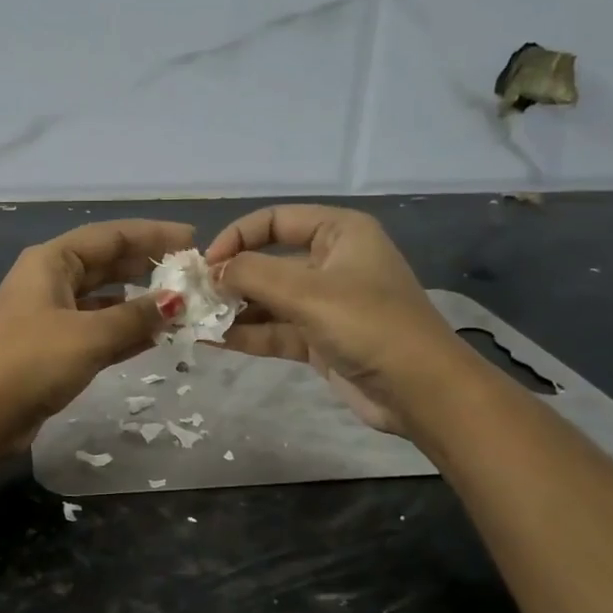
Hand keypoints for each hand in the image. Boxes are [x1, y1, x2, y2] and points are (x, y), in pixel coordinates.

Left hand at [0, 219, 193, 453]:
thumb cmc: (32, 361)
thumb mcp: (89, 335)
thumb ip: (135, 316)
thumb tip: (175, 302)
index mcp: (52, 261)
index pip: (110, 236)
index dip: (152, 235)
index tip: (192, 240)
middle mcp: (50, 281)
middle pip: (107, 264)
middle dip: (148, 267)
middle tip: (191, 274)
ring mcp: (50, 316)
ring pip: (104, 300)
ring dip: (139, 303)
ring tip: (181, 306)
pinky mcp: (53, 349)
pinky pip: (97, 330)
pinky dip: (124, 331)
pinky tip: (156, 337)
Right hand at [205, 205, 457, 434]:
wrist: (421, 392)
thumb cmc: (369, 325)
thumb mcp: (307, 292)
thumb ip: (252, 275)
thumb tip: (209, 271)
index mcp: (340, 233)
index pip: (276, 220)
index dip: (238, 236)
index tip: (207, 262)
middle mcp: (331, 262)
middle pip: (268, 261)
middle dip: (230, 277)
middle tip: (191, 295)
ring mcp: (325, 304)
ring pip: (268, 299)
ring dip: (232, 309)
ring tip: (193, 320)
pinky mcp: (319, 340)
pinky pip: (274, 330)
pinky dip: (246, 334)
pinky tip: (210, 339)